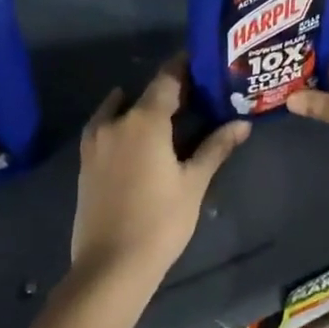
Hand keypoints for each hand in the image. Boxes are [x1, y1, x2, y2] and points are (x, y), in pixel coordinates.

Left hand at [72, 58, 249, 280]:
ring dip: (143, 104)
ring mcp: (96, 141)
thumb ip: (216, 147)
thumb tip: (242, 123)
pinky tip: (137, 135)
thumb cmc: (160, 221)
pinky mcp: (86, 161)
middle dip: (170, 89)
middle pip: (146, 93)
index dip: (185, 66)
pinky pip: (106, 126)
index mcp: (145, 120)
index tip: (202, 60)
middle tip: (196, 93)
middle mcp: (117, 121)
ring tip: (169, 114)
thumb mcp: (194, 183)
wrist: (110, 267)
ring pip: (122, 108)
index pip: (168, 78)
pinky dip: (122, 121)